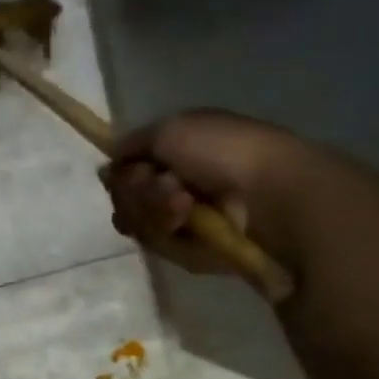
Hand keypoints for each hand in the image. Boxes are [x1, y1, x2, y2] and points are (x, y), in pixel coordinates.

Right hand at [99, 109, 317, 278]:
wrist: (270, 196)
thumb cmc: (225, 152)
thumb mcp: (170, 129)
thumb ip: (130, 144)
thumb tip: (109, 168)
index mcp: (177, 152)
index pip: (126, 170)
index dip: (123, 174)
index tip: (137, 171)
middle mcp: (177, 184)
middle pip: (127, 198)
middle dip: (139, 193)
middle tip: (168, 187)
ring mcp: (184, 219)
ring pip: (138, 223)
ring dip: (155, 212)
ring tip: (185, 207)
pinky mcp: (191, 250)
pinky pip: (158, 245)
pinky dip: (169, 234)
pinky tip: (189, 226)